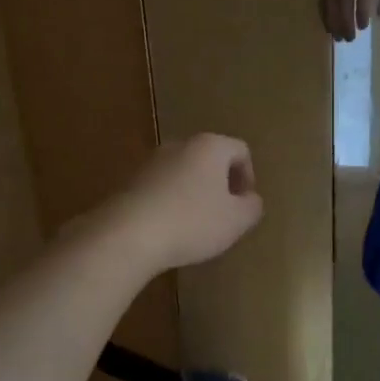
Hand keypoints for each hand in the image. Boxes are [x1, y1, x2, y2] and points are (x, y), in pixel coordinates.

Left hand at [103, 134, 263, 274]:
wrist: (127, 234)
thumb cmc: (192, 221)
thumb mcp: (237, 220)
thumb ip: (252, 207)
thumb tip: (250, 200)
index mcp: (210, 146)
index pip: (241, 151)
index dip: (249, 177)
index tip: (244, 204)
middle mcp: (180, 145)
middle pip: (210, 159)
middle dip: (220, 184)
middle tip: (224, 214)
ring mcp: (151, 162)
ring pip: (184, 173)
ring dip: (195, 194)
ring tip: (196, 225)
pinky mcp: (130, 182)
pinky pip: (162, 188)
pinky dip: (171, 203)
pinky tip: (170, 229)